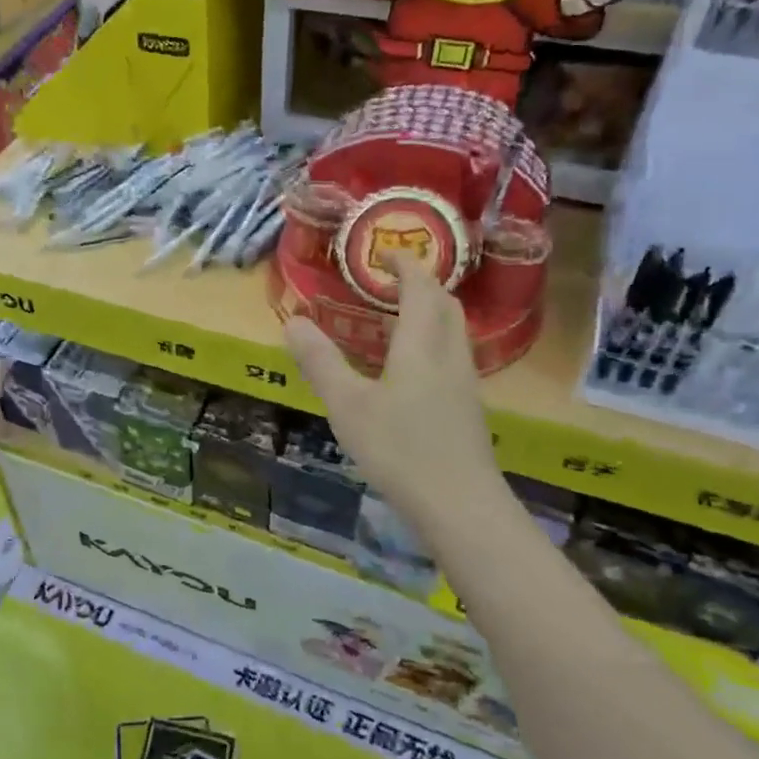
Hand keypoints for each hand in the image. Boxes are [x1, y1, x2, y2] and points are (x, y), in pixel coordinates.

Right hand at [282, 255, 506, 537]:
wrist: (460, 505)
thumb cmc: (400, 448)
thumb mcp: (347, 404)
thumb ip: (320, 361)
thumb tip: (292, 321)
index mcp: (422, 343)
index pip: (422, 287)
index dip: (407, 266)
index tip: (387, 253)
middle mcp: (450, 354)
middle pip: (445, 305)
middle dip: (423, 284)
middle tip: (392, 280)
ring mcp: (464, 383)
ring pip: (453, 331)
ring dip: (431, 312)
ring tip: (399, 316)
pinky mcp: (467, 408)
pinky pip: (452, 355)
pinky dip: (433, 341)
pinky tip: (412, 367)